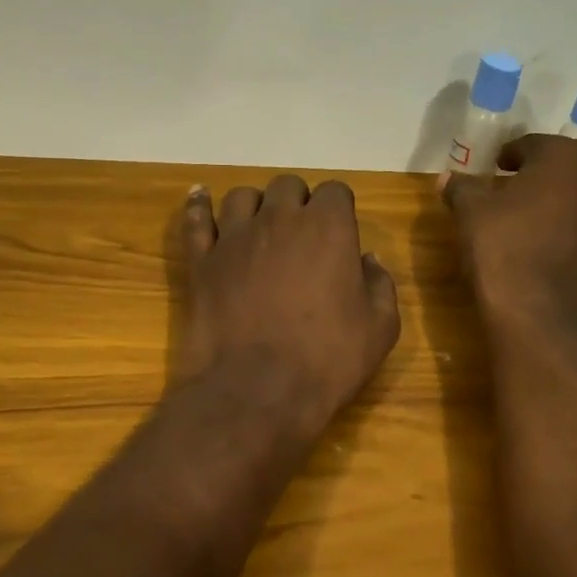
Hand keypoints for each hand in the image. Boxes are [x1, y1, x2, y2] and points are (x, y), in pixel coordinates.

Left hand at [176, 175, 400, 434]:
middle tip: (302, 236)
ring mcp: (235, 236)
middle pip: (287, 186)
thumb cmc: (327, 359)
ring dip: (256, 206)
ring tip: (260, 229)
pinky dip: (199, 206)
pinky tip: (201, 198)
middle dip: (298, 203)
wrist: (257, 390)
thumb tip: (369, 260)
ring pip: (243, 196)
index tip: (340, 233)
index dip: (339, 209)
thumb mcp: (379, 328)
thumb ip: (379, 284)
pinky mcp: (201, 260)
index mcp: (327, 227)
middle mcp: (279, 218)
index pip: (335, 191)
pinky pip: (197, 219)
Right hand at [440, 135, 576, 339]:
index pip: (538, 145)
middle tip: (517, 200)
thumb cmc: (501, 249)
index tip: (497, 167)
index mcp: (567, 163)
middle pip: (571, 176)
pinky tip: (558, 268)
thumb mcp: (469, 212)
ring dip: (568, 217)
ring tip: (538, 236)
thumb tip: (449, 177)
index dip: (514, 154)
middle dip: (547, 183)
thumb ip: (462, 187)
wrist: (536, 320)